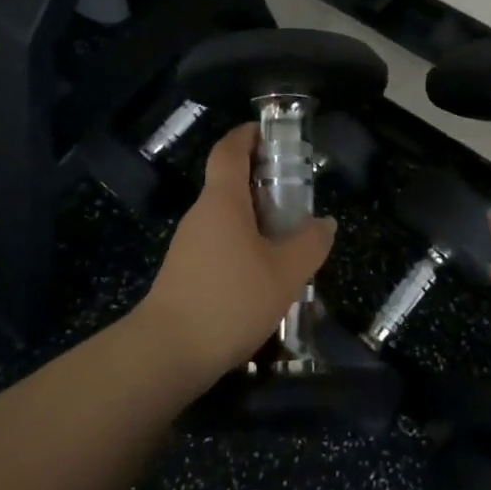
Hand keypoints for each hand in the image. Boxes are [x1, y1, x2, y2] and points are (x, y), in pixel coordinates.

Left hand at [138, 124, 335, 384]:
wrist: (166, 354)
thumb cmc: (230, 300)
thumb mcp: (285, 273)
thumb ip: (310, 244)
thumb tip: (324, 223)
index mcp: (223, 201)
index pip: (230, 150)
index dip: (248, 135)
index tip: (272, 135)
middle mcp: (201, 216)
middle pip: (231, 185)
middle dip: (265, 185)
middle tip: (299, 200)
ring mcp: (188, 246)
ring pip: (228, 221)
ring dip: (257, 224)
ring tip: (291, 247)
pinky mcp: (184, 274)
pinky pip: (220, 248)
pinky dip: (244, 251)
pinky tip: (266, 281)